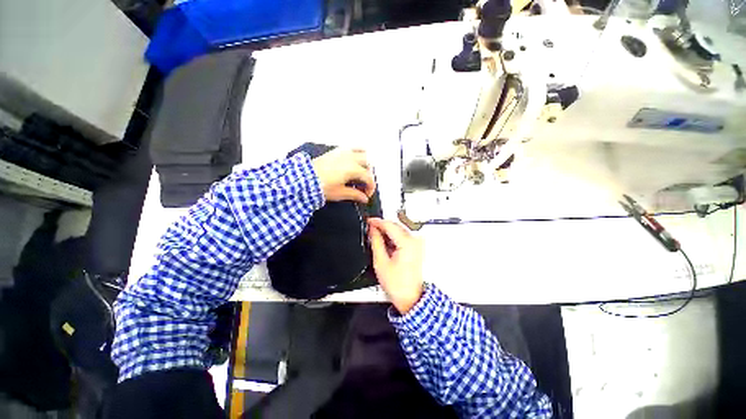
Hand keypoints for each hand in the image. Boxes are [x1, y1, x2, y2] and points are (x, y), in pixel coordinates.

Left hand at [312, 148, 375, 202]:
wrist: (304, 179)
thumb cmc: (321, 186)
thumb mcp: (340, 193)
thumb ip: (355, 194)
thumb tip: (363, 198)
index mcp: (353, 169)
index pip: (368, 178)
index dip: (370, 187)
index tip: (366, 195)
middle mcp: (350, 158)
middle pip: (368, 164)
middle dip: (369, 175)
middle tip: (364, 185)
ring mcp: (343, 152)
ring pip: (362, 152)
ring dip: (365, 162)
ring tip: (361, 172)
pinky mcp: (336, 151)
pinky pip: (351, 148)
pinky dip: (356, 153)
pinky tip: (353, 162)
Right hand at [368, 218, 423, 313]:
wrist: (412, 298)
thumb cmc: (399, 285)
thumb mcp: (381, 262)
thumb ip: (376, 242)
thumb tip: (372, 230)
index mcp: (407, 242)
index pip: (389, 225)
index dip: (376, 221)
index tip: (368, 221)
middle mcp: (415, 241)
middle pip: (395, 226)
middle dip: (382, 227)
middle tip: (370, 229)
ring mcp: (417, 244)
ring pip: (399, 231)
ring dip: (387, 232)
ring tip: (377, 239)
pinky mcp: (417, 248)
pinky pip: (403, 237)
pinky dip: (394, 238)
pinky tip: (386, 245)